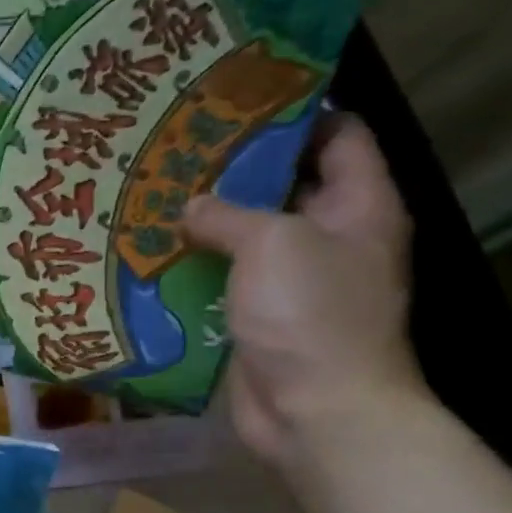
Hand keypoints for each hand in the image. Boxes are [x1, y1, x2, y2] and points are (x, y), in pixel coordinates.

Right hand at [180, 114, 426, 469]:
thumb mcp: (272, 243)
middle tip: (175, 151)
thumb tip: (190, 207)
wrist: (318, 411)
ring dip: (207, 223)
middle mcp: (331, 237)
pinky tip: (153, 256)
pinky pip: (226, 280)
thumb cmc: (311, 314)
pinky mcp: (261, 318)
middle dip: (234, 169)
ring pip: (248, 237)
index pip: (338, 135)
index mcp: (358, 205)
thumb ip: (228, 215)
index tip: (235, 101)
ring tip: (153, 198)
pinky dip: (195, 268)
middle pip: (284, 185)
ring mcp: (295, 281)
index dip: (295, 113)